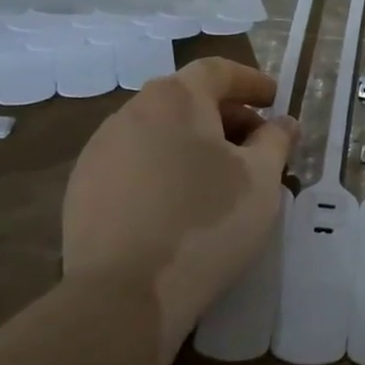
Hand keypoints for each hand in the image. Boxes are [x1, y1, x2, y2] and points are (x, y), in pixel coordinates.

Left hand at [62, 58, 295, 356]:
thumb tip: (283, 123)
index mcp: (175, 99)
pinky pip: (134, 163)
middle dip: (226, 116)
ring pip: (158, 132)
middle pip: (187, 99)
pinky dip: (163, 169)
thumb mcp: (262, 179)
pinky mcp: (82, 189)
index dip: (251, 81)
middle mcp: (131, 112)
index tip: (275, 100)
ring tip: (219, 178)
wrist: (124, 293)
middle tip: (256, 145)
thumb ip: (276, 141)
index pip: (218, 71)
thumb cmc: (207, 222)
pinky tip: (179, 205)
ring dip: (193, 143)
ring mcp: (99, 150)